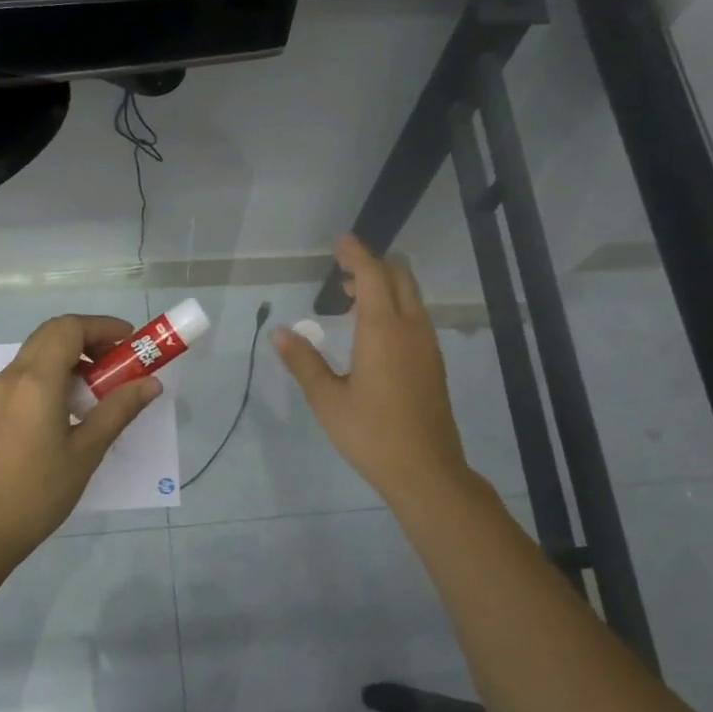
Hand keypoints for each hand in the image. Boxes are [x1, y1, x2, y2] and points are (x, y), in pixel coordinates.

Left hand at [0, 316, 162, 565]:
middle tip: (120, 360)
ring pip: (39, 349)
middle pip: (53, 332)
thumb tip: (151, 383)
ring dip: (72, 352)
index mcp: (37, 381)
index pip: (70, 328)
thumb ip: (119, 410)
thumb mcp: (87, 451)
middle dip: (89, 336)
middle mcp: (14, 375)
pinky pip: (28, 370)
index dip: (104, 327)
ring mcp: (1, 390)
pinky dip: (55, 369)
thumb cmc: (40, 491)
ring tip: (102, 383)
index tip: (132, 343)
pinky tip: (74, 401)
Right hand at [273, 235, 477, 509]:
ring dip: (384, 286)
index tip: (340, 240)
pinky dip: (394, 306)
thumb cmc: (371, 434)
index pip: (372, 275)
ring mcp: (427, 345)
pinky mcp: (433, 363)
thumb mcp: (327, 399)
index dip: (356, 253)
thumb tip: (280, 332)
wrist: (426, 471)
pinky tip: (371, 331)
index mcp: (383, 330)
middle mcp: (411, 329)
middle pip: (399, 277)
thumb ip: (303, 361)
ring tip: (349, 298)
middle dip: (372, 265)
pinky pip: (415, 317)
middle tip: (341, 270)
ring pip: (411, 297)